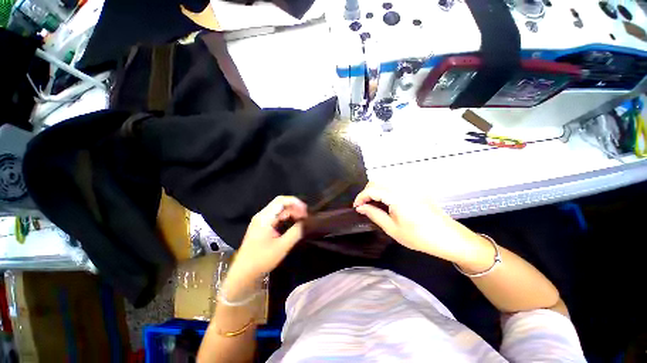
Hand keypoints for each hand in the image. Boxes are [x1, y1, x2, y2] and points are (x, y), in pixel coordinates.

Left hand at [228, 196, 307, 282]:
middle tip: (306, 217)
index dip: (296, 203)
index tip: (306, 212)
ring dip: (292, 213)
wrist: (243, 273)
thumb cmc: (262, 259)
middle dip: (295, 208)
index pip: (281, 200)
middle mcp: (262, 215)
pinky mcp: (262, 226)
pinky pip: (277, 216)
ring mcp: (261, 220)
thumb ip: (296, 232)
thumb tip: (307, 222)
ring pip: (280, 210)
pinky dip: (287, 218)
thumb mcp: (282, 246)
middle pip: (281, 204)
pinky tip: (293, 224)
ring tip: (302, 220)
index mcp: (265, 217)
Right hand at [353, 183, 485, 264]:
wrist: (448, 238)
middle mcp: (402, 187)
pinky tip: (385, 202)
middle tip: (363, 206)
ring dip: (375, 191)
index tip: (356, 207)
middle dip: (366, 192)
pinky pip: (394, 185)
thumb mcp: (392, 229)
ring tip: (372, 205)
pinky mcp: (414, 189)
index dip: (360, 197)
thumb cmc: (419, 237)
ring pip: (385, 182)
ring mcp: (410, 187)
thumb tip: (360, 208)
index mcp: (397, 196)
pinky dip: (384, 191)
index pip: (371, 190)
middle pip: (377, 182)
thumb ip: (374, 215)